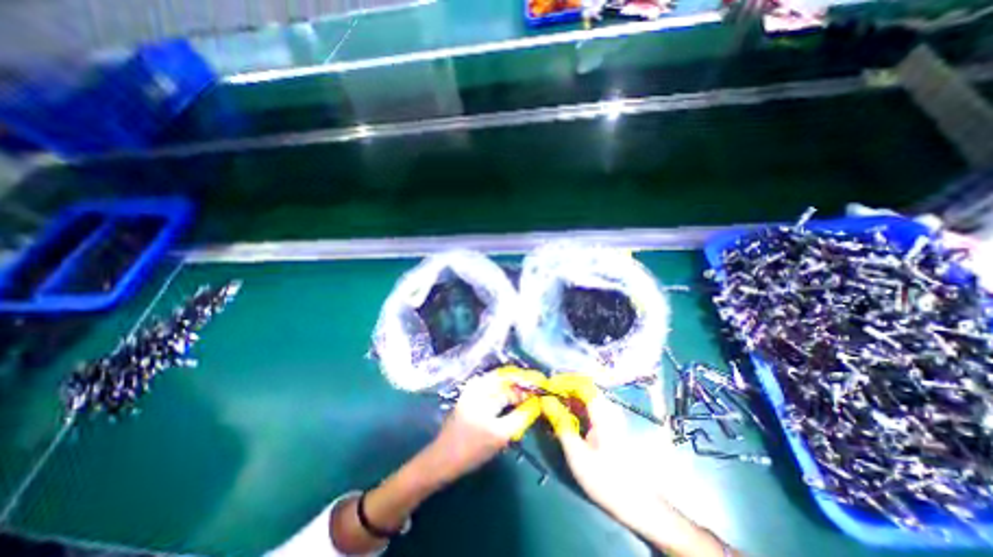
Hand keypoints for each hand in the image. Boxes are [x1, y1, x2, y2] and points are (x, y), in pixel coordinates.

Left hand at [426, 371, 541, 485]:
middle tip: (540, 400)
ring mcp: (476, 394)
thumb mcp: (501, 433)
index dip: (529, 382)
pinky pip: (496, 398)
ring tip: (532, 405)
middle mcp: (480, 385)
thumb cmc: (471, 447)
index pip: (512, 377)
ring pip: (503, 391)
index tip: (544, 387)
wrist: (442, 461)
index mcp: (483, 387)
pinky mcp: (475, 403)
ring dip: (517, 397)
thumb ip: (521, 416)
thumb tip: (537, 403)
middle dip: (524, 390)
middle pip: (508, 382)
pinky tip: (518, 411)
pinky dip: (508, 403)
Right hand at [542, 376, 644, 510]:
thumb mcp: (577, 453)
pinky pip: (590, 407)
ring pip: (586, 397)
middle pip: (584, 388)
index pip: (581, 384)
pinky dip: (576, 407)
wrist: (637, 504)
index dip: (563, 382)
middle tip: (546, 394)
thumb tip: (545, 401)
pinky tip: (566, 414)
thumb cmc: (604, 478)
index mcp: (603, 413)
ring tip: (552, 403)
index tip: (546, 386)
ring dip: (569, 397)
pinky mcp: (610, 424)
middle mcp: (609, 409)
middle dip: (564, 388)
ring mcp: (611, 416)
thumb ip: (560, 423)